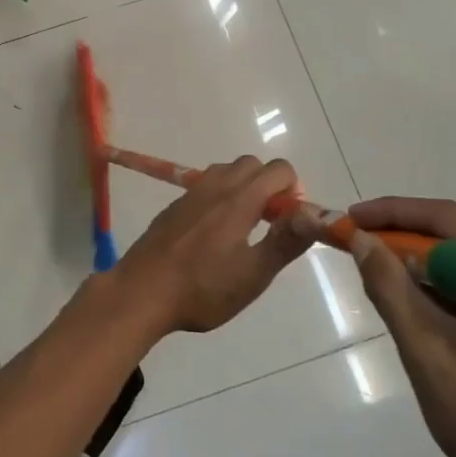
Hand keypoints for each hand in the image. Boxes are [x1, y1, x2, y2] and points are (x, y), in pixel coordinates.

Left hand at [108, 156, 311, 335]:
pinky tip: (212, 236)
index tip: (288, 222)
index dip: (293, 190)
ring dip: (242, 188)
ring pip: (225, 172)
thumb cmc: (203, 288)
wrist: (142, 292)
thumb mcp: (253, 274)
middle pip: (251, 165)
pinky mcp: (173, 207)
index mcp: (238, 200)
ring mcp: (189, 195)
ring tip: (243, 229)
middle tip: (269, 225)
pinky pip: (204, 187)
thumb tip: (313, 213)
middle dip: (268, 185)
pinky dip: (219, 198)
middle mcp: (214, 187)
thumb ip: (285, 241)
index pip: (278, 169)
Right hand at [347, 197, 455, 456]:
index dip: (393, 214)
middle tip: (362, 254)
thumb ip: (390, 287)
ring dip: (433, 272)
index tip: (350, 219)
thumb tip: (363, 241)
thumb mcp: (428, 353)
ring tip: (389, 288)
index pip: (451, 219)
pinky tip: (431, 316)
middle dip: (411, 244)